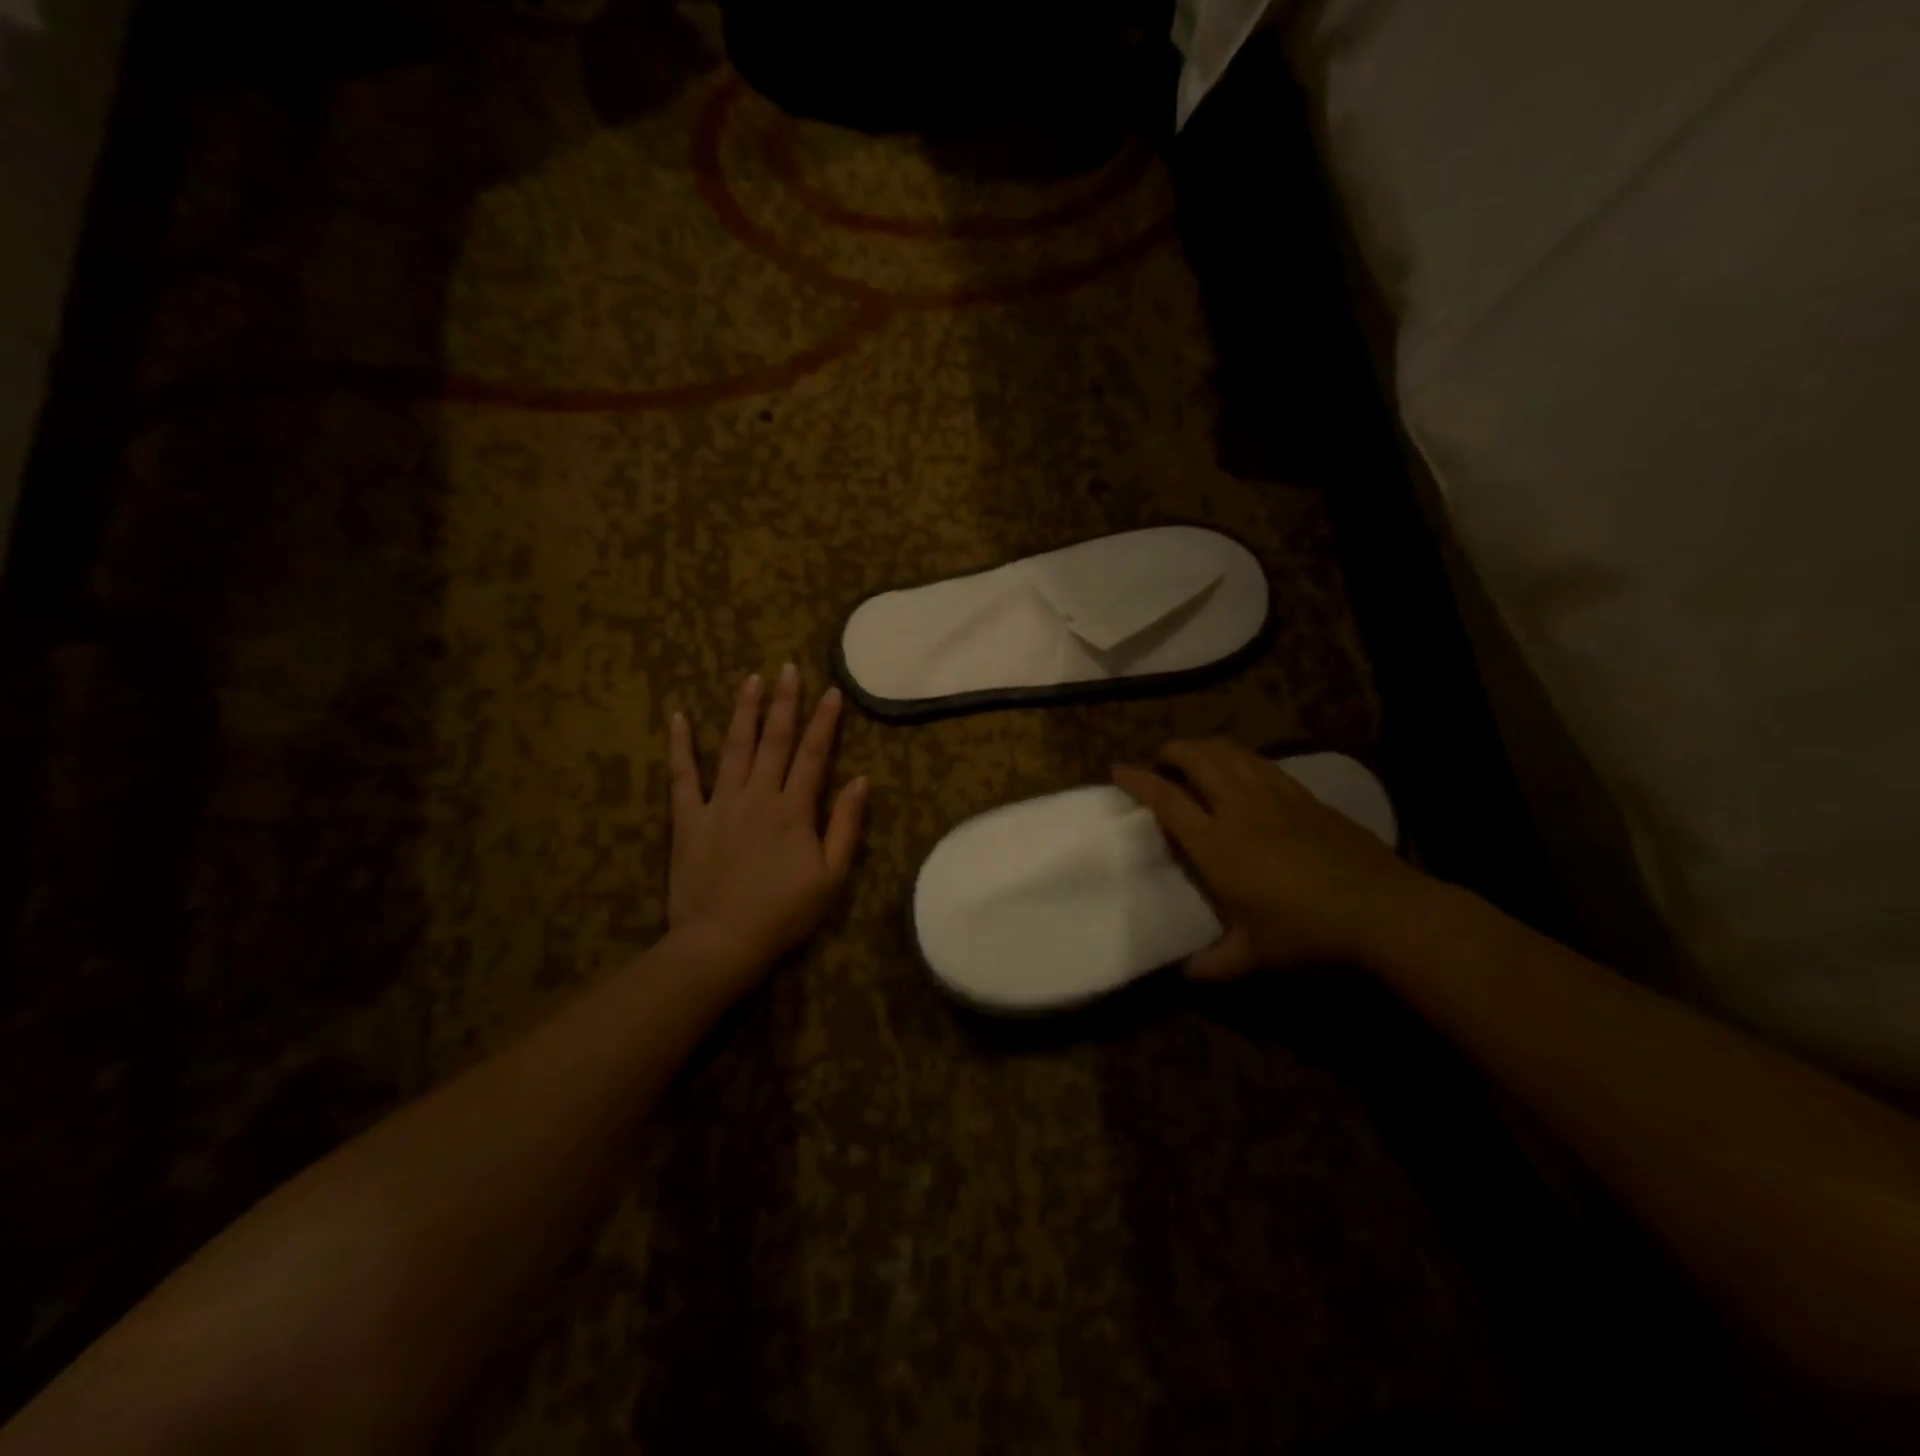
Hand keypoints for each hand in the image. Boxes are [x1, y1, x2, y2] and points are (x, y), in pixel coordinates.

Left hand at [667, 666, 867, 984]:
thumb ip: (846, 825)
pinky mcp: (688, 819)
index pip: (813, 754)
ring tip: (750, 680)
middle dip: (784, 702)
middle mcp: (757, 796)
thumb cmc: (784, 912)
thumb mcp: (832, 876)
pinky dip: (680, 746)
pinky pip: (682, 776)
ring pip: (733, 747)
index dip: (824, 722)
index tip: (831, 691)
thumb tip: (861, 780)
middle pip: (774, 741)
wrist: (723, 941)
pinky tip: (678, 717)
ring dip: (743, 711)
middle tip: (787, 669)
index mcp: (793, 810)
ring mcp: (719, 804)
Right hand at [1114, 739, 1426, 978]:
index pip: (1167, 801)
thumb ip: (1214, 965)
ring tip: (1194, 755)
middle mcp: (1240, 810)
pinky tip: (1242, 767)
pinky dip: (1240, 757)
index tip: (1118, 769)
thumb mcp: (1254, 957)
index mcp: (1217, 845)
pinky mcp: (1306, 797)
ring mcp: (1276, 797)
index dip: (1139, 781)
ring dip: (1205, 747)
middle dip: (1172, 750)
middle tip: (1160, 759)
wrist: (1383, 912)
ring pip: (1231, 754)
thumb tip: (1184, 976)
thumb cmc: (1307, 934)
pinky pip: (1263, 763)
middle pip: (1198, 760)